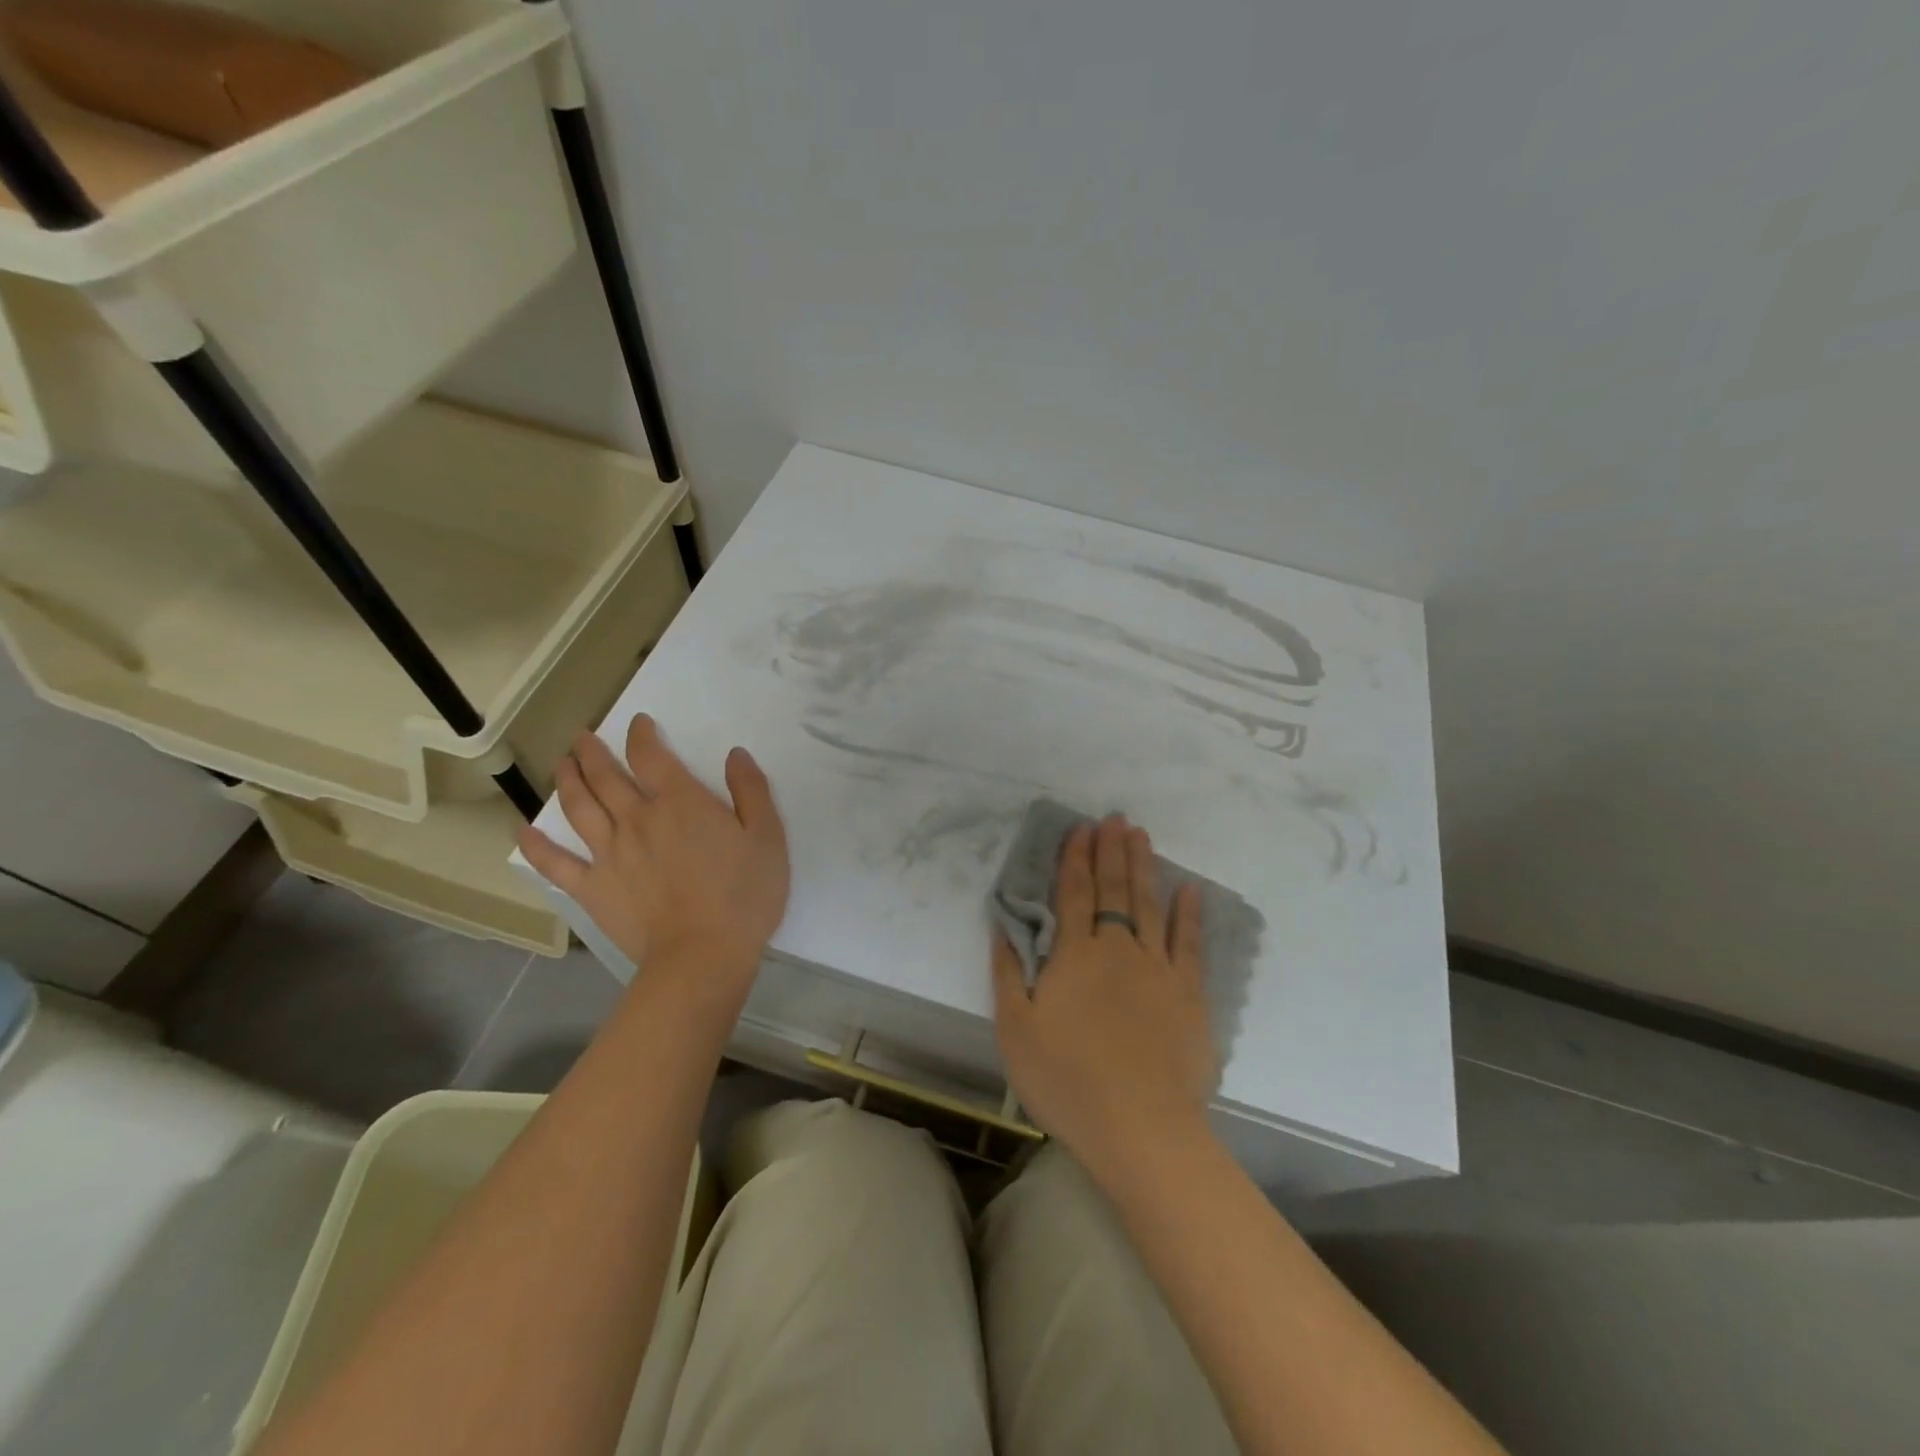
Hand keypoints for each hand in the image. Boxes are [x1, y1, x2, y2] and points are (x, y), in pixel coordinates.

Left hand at [519, 717, 789, 998]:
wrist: (702, 955)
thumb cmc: (744, 895)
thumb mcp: (767, 837)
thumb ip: (751, 791)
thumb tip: (735, 754)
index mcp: (679, 802)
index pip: (651, 756)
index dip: (642, 735)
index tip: (638, 723)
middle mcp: (637, 818)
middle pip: (606, 776)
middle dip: (592, 752)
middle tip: (582, 738)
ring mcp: (609, 854)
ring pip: (579, 808)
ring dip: (567, 781)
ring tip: (561, 764)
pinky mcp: (593, 889)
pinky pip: (556, 863)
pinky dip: (535, 846)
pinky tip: (521, 831)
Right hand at [991, 815, 1216, 1185]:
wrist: (1140, 1128)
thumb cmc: (1067, 1080)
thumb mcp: (1016, 1030)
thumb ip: (1007, 974)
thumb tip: (1002, 927)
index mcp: (1075, 956)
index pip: (1075, 893)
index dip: (1076, 858)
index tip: (1081, 828)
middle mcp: (1117, 948)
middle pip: (1114, 889)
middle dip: (1111, 851)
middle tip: (1115, 818)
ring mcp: (1158, 968)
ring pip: (1149, 905)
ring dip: (1144, 867)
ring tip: (1142, 836)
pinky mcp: (1189, 993)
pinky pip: (1189, 943)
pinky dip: (1188, 914)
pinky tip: (1189, 890)